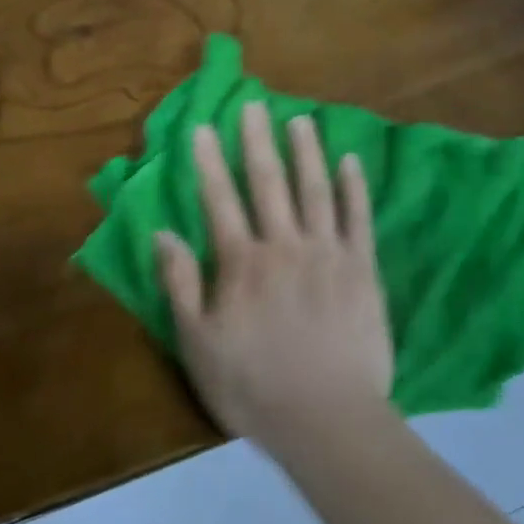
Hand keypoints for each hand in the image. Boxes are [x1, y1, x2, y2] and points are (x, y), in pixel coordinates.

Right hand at [156, 101, 393, 450]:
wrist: (328, 421)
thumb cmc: (254, 387)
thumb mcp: (198, 343)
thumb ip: (180, 284)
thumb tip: (161, 232)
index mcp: (242, 263)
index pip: (220, 200)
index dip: (209, 162)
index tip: (203, 127)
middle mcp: (283, 245)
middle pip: (268, 183)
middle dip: (257, 140)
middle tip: (254, 103)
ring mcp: (327, 254)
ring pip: (314, 190)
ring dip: (306, 151)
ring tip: (300, 119)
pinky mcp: (362, 269)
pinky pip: (357, 219)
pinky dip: (353, 187)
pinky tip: (350, 160)